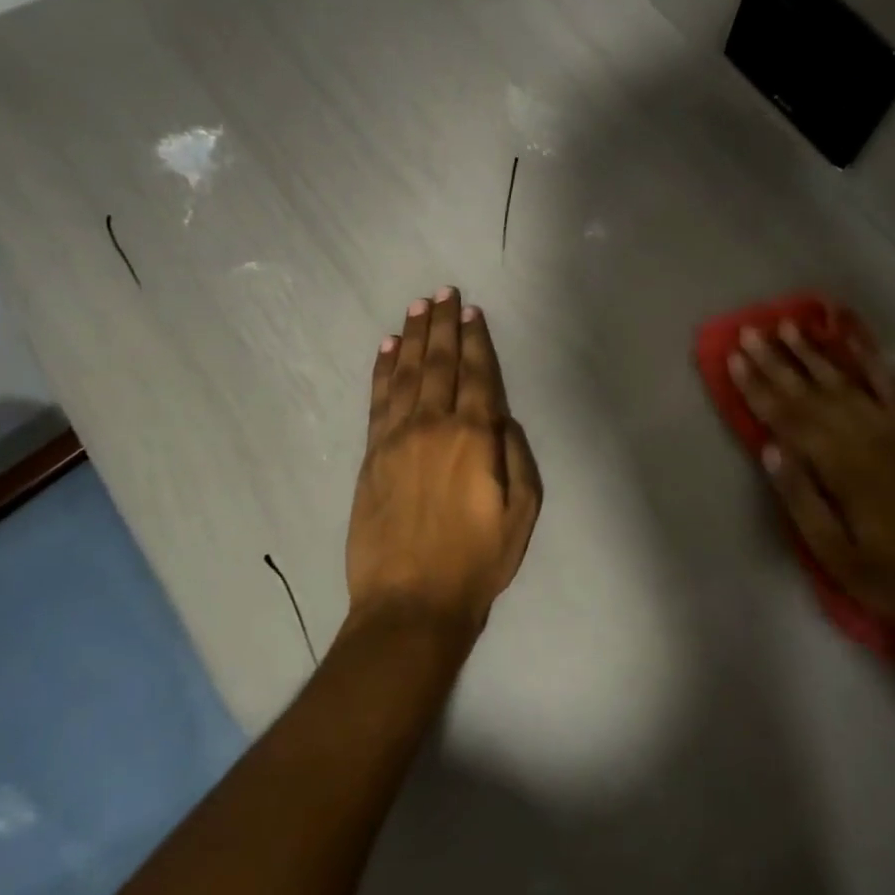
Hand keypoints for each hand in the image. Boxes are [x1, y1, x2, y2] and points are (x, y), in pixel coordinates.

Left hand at [345, 287, 541, 634]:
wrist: (411, 602)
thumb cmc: (477, 561)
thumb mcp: (523, 513)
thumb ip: (516, 456)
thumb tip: (503, 417)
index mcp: (475, 437)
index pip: (478, 375)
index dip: (476, 340)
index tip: (472, 311)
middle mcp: (434, 425)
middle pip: (439, 363)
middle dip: (443, 325)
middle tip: (443, 293)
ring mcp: (397, 437)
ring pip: (405, 373)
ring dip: (412, 337)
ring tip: (417, 307)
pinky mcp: (371, 454)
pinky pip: (377, 399)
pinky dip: (381, 369)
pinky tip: (385, 347)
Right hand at [730, 322, 894, 629]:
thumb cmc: (888, 575)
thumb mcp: (832, 552)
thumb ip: (799, 496)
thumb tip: (768, 447)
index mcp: (841, 467)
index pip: (788, 418)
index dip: (758, 387)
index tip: (734, 358)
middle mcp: (867, 436)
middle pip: (812, 392)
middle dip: (777, 361)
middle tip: (750, 332)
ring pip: (846, 381)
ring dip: (815, 352)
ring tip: (788, 325)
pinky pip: (892, 385)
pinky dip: (871, 358)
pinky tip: (852, 338)